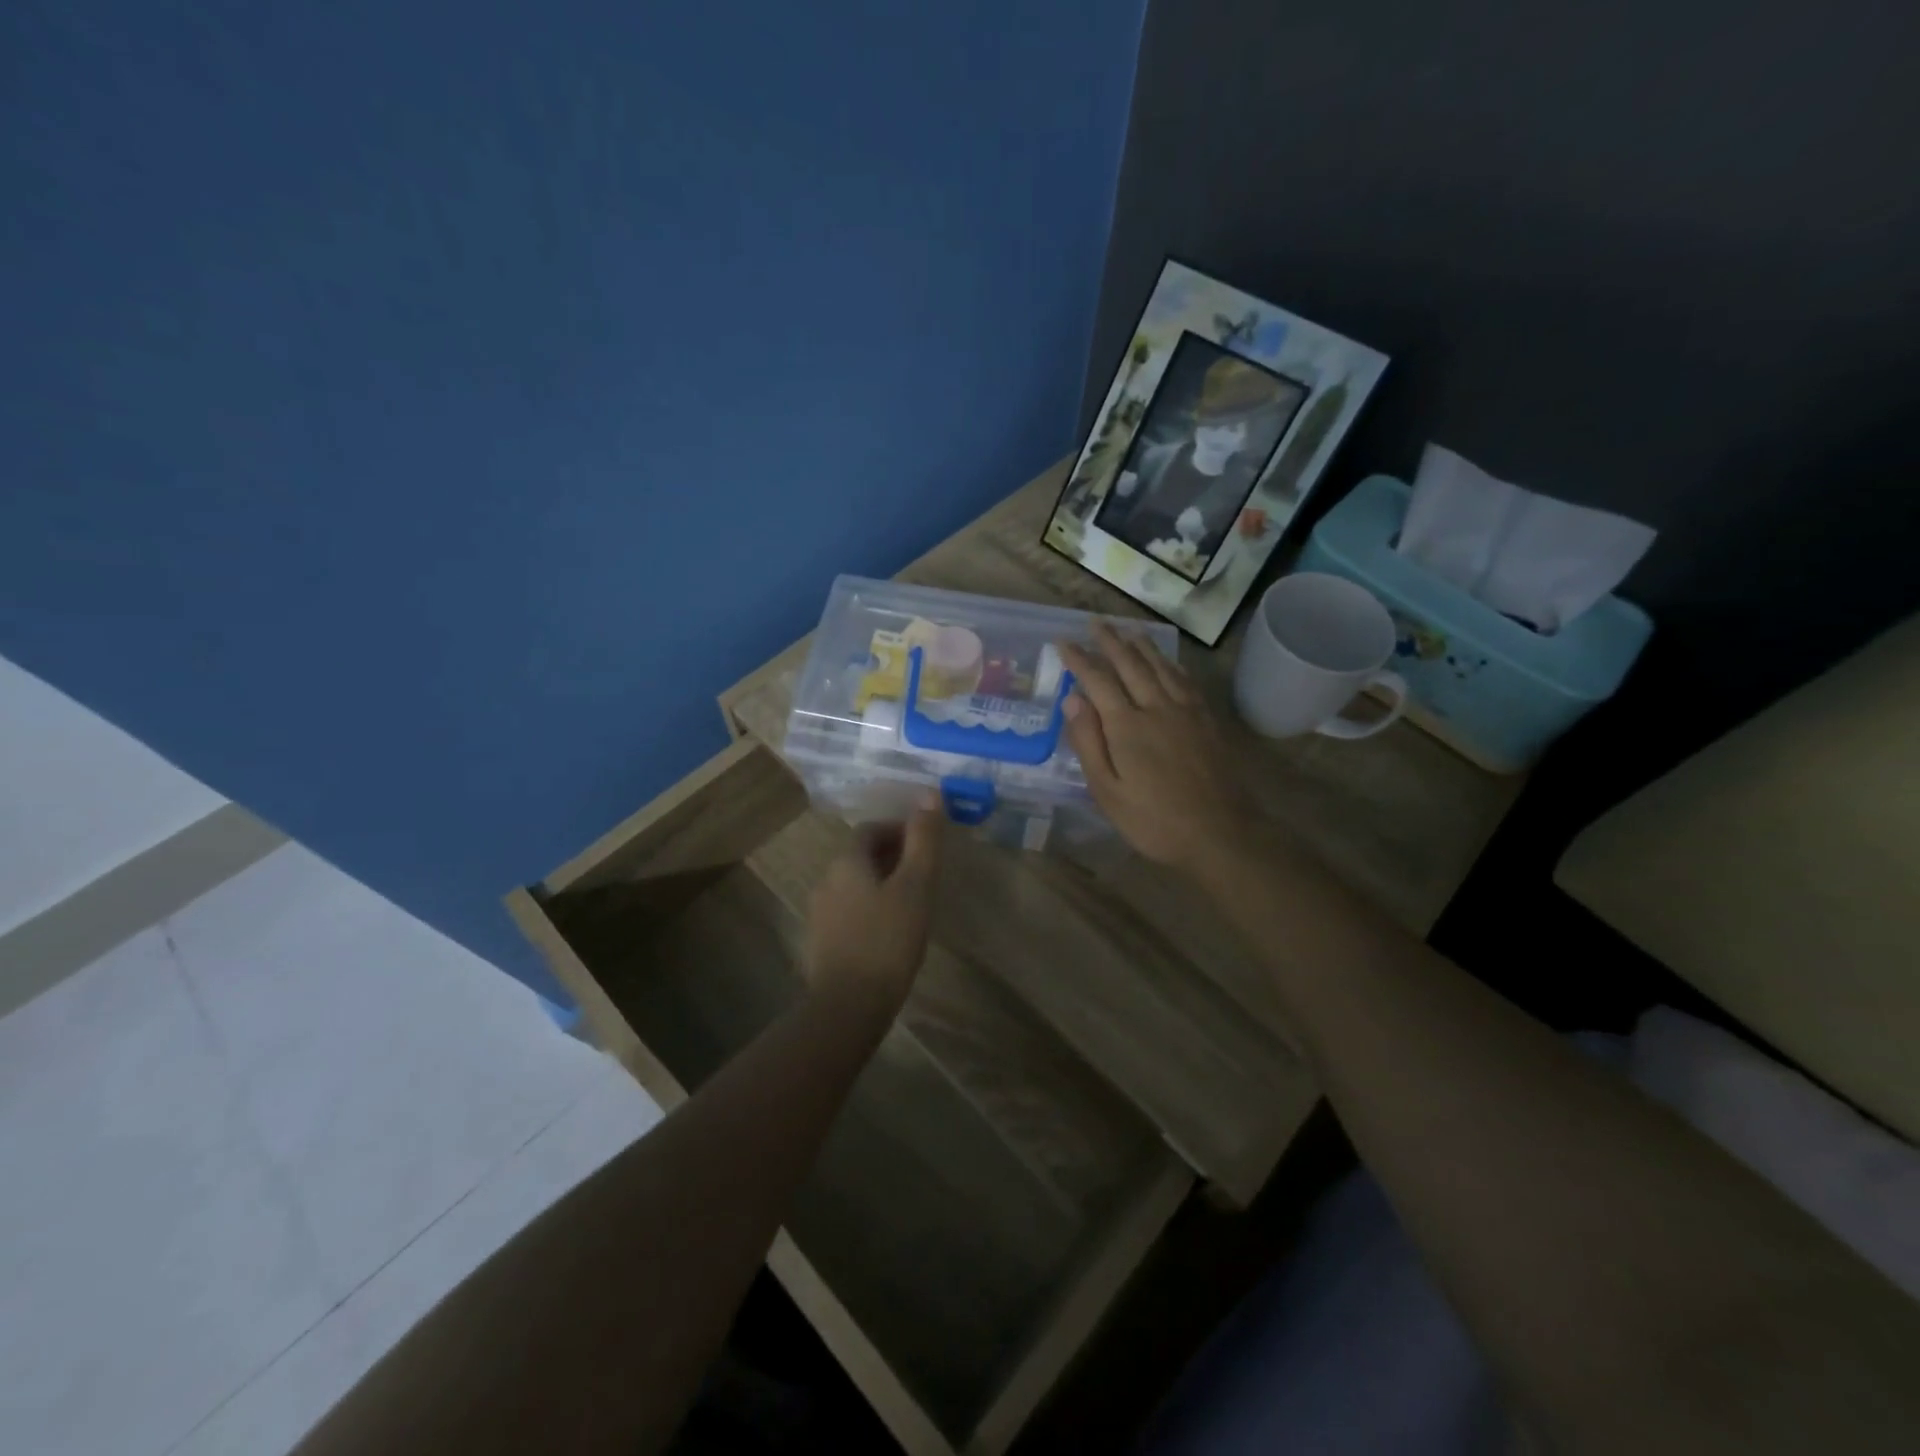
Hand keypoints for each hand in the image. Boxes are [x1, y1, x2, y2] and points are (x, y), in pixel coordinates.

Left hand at [804, 803, 942, 1015]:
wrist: (848, 1006)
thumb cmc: (887, 940)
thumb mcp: (915, 886)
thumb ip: (923, 840)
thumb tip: (930, 793)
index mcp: (846, 862)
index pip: (871, 829)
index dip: (899, 829)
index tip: (926, 844)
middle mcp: (826, 881)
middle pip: (860, 856)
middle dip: (893, 856)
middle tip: (925, 873)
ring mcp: (819, 914)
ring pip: (854, 885)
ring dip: (882, 884)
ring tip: (913, 903)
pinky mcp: (821, 943)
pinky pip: (849, 912)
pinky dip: (870, 910)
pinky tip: (891, 933)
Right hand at [1060, 624, 1251, 872]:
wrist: (1219, 833)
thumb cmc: (1153, 819)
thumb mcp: (1107, 791)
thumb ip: (1088, 742)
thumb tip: (1071, 699)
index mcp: (1126, 725)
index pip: (1097, 680)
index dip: (1078, 659)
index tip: (1063, 641)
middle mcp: (1156, 706)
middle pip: (1130, 664)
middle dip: (1109, 641)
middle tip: (1095, 622)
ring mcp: (1185, 711)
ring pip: (1160, 666)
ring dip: (1141, 645)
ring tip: (1128, 630)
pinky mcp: (1206, 720)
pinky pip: (1185, 680)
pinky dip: (1171, 664)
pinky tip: (1167, 661)